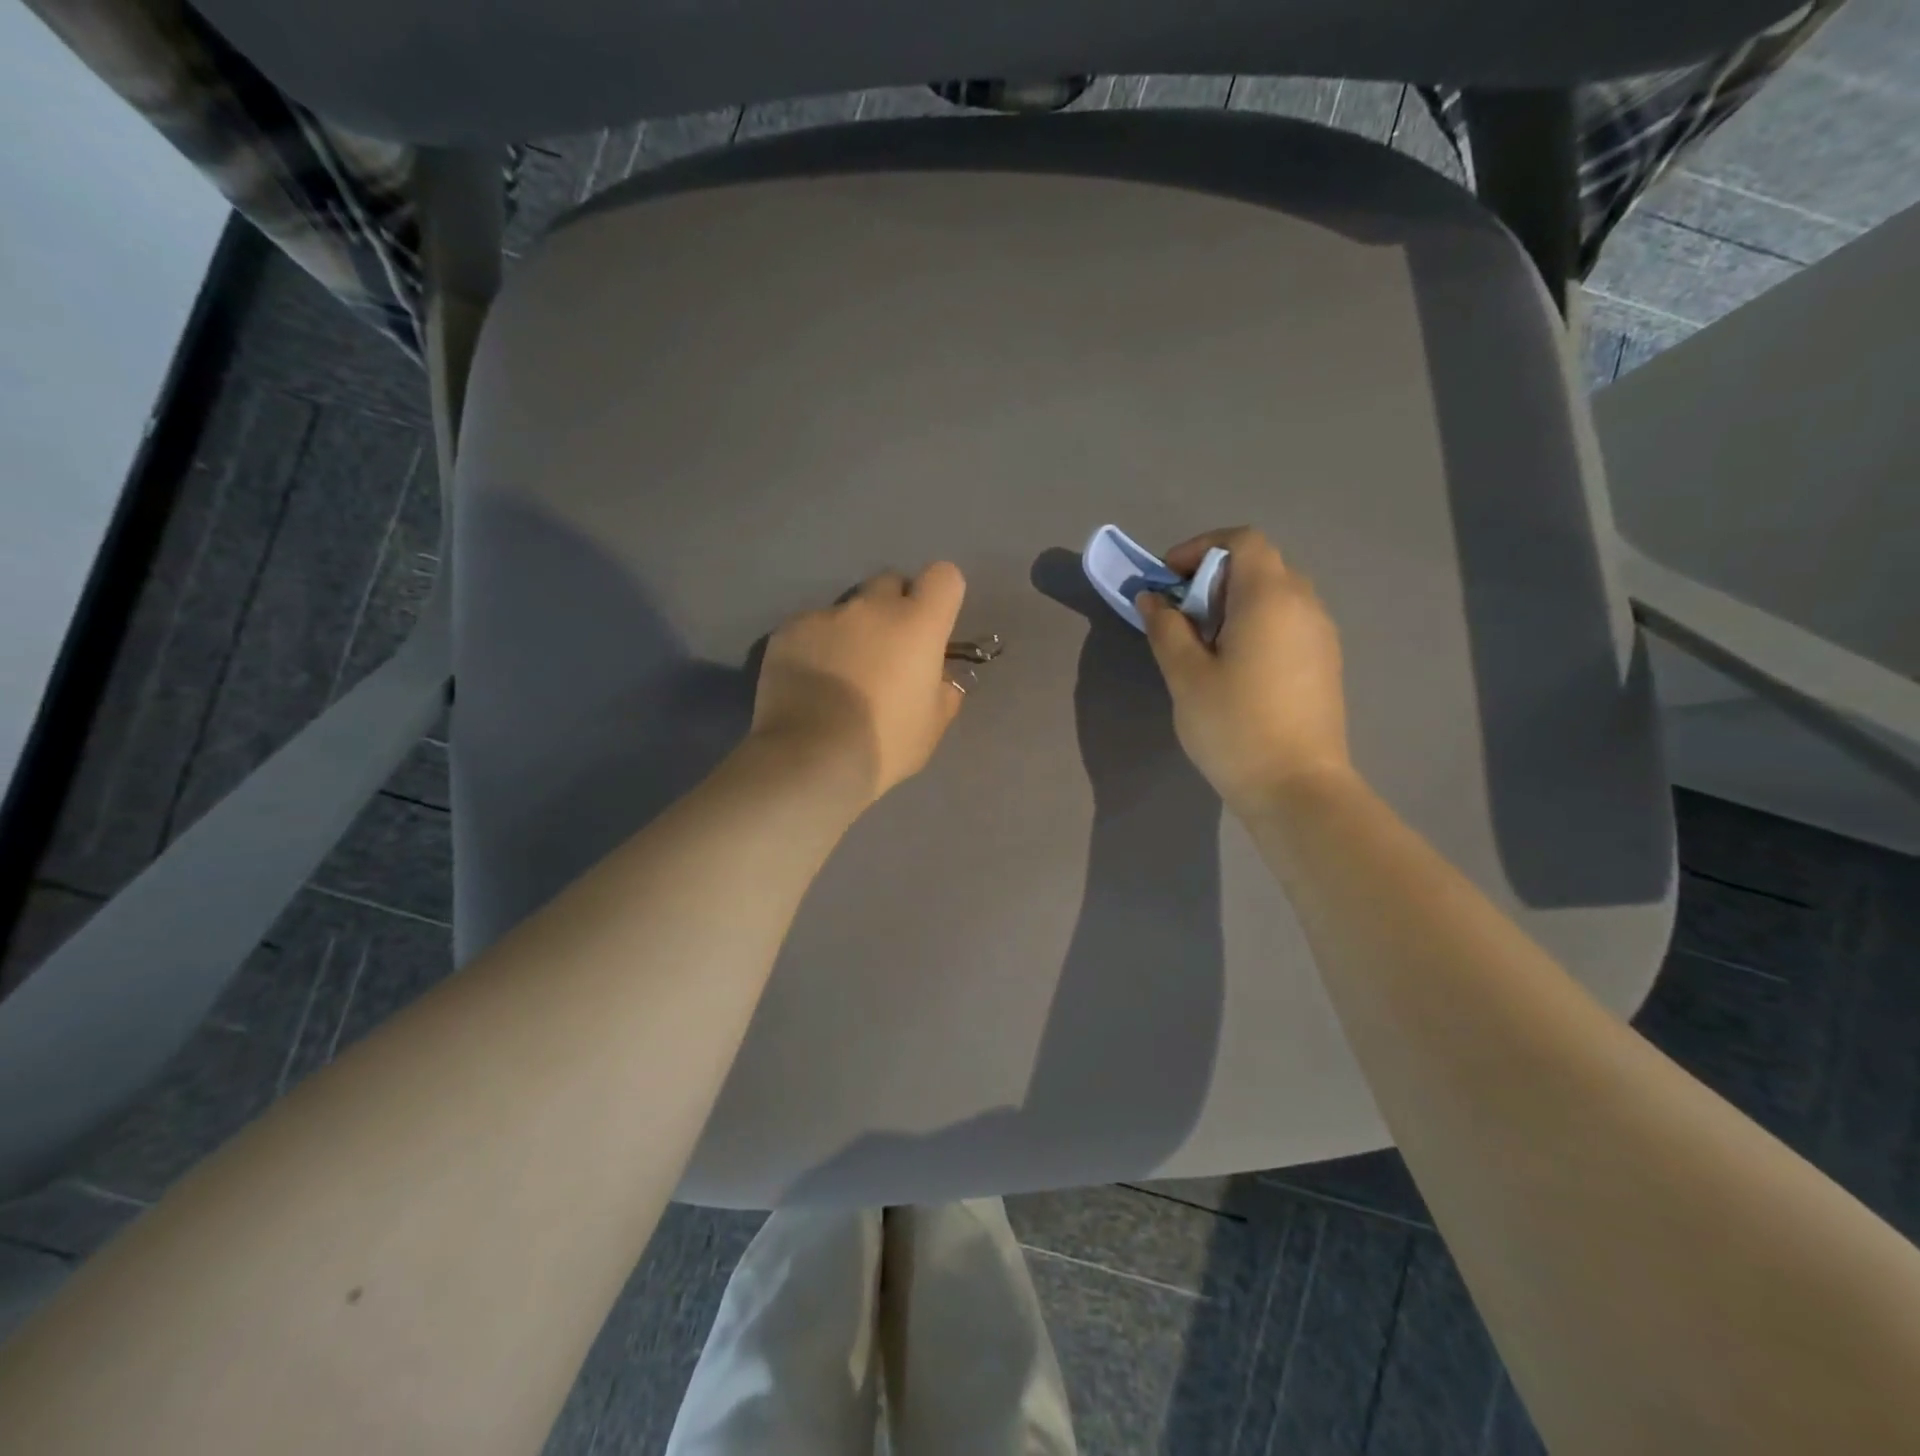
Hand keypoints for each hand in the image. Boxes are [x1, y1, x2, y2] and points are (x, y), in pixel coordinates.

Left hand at [751, 563, 968, 804]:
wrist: (812, 757)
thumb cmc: (885, 743)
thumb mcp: (932, 726)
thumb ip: (944, 691)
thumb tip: (940, 677)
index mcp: (918, 624)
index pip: (943, 577)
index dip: (940, 597)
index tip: (933, 627)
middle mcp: (872, 607)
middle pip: (890, 584)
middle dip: (893, 609)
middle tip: (887, 652)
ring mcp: (826, 615)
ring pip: (847, 610)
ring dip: (852, 632)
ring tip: (841, 676)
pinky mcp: (788, 631)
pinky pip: (810, 629)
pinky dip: (815, 648)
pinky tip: (809, 684)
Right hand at [1137, 527, 1351, 815]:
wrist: (1298, 788)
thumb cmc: (1234, 727)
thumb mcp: (1186, 676)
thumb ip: (1166, 628)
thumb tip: (1153, 599)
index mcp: (1269, 597)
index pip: (1241, 541)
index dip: (1200, 549)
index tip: (1168, 582)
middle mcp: (1304, 604)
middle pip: (1259, 564)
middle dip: (1213, 577)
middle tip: (1181, 615)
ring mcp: (1321, 633)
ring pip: (1276, 593)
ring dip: (1235, 602)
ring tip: (1205, 643)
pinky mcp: (1326, 661)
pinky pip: (1289, 620)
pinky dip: (1258, 623)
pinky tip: (1236, 666)